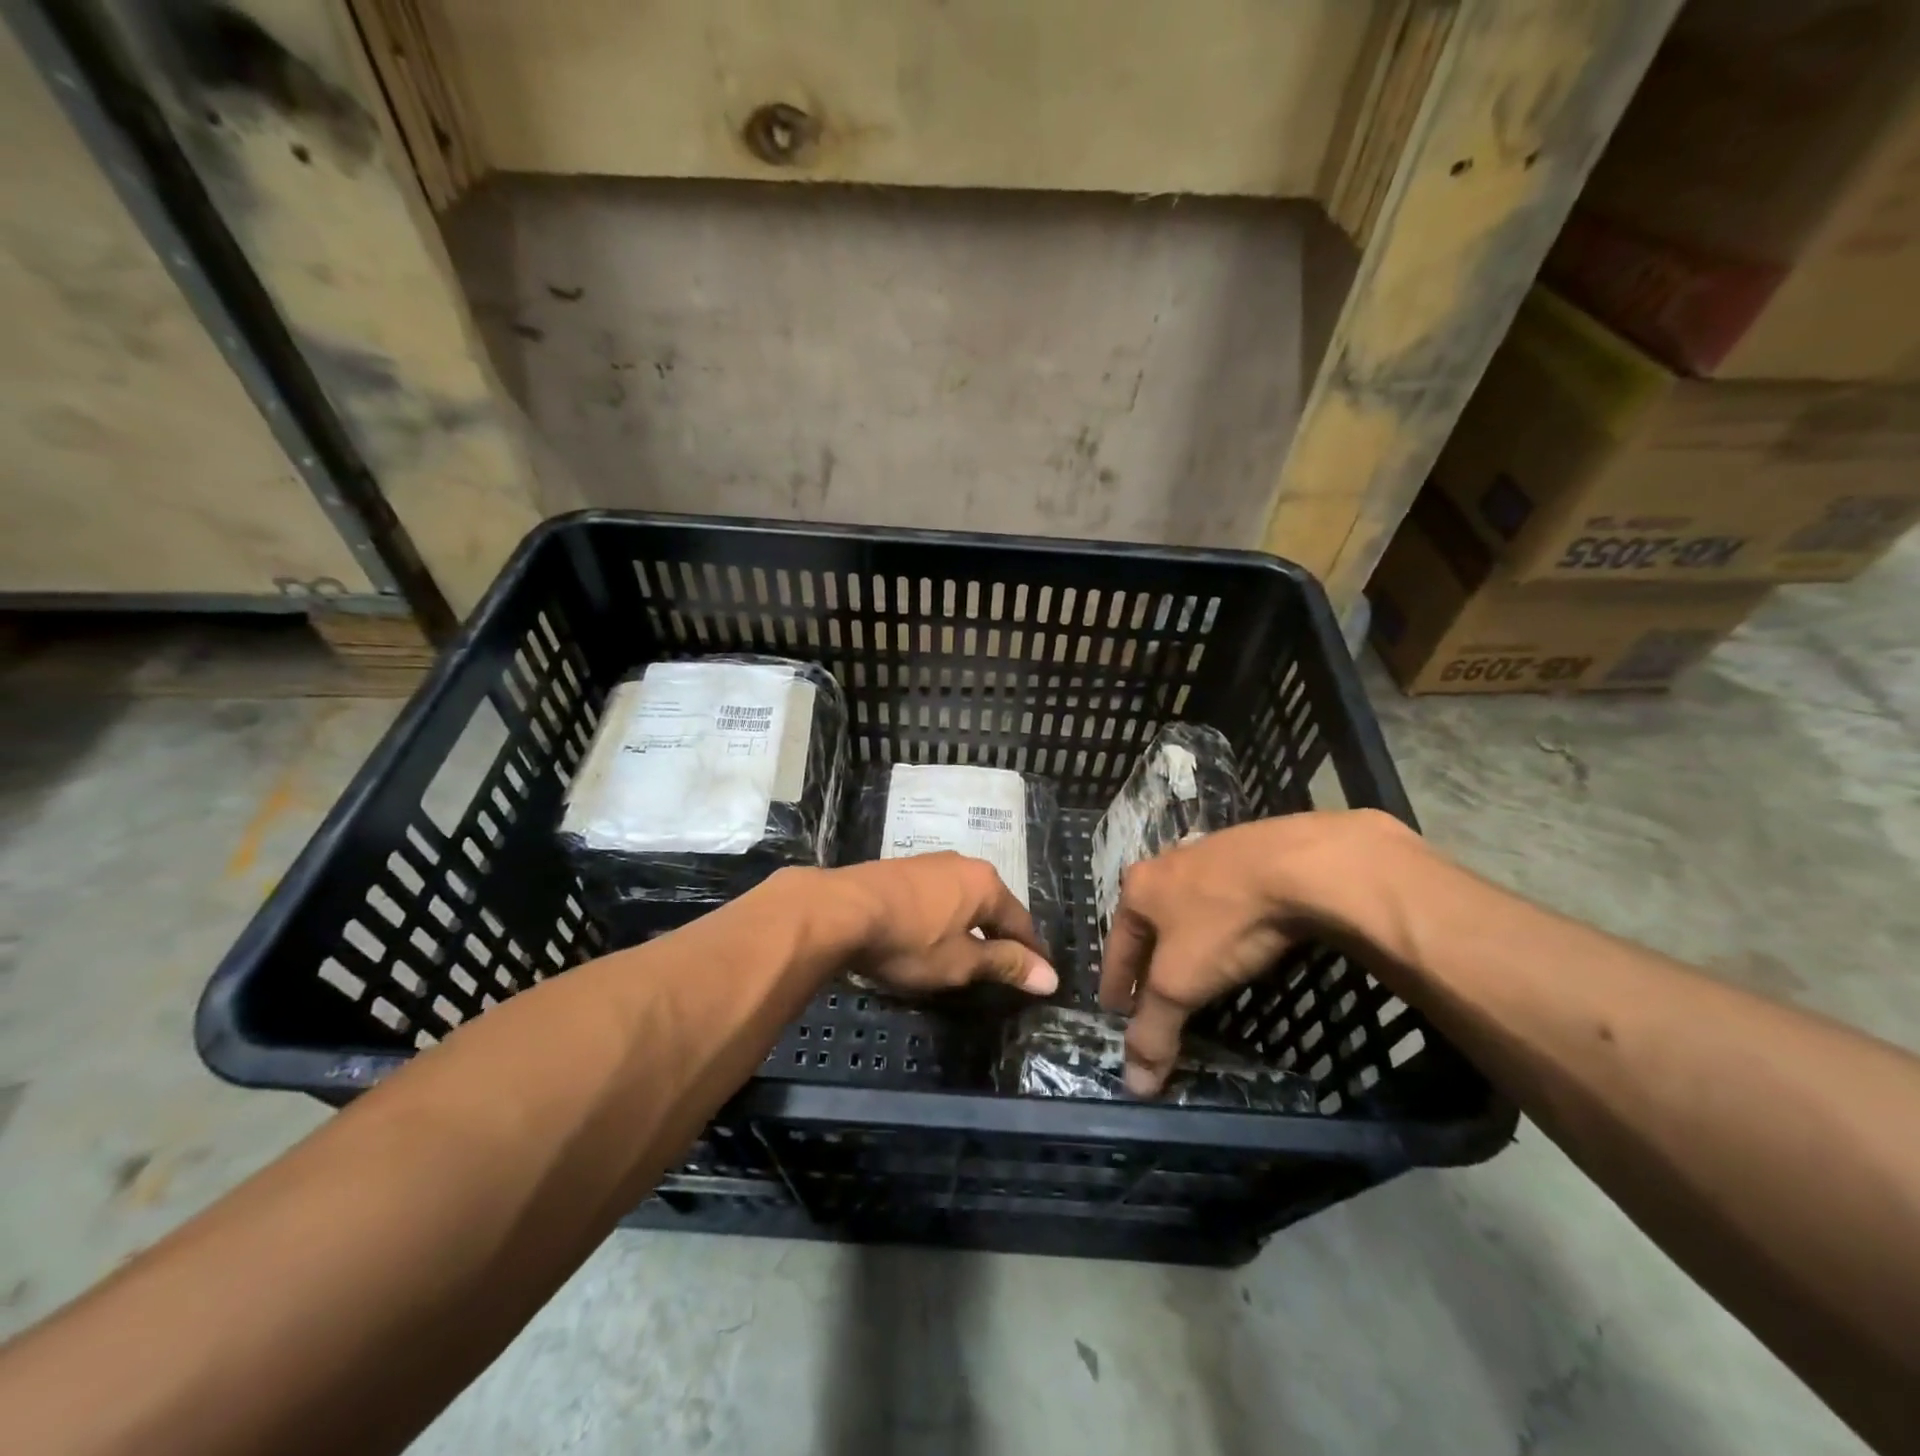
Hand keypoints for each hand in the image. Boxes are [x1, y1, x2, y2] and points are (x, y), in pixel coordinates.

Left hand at [826, 853, 1058, 996]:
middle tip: (1007, 967)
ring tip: (971, 952)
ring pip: (964, 898)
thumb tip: (1051, 976)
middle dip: (1002, 935)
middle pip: (993, 906)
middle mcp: (963, 865)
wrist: (840, 911)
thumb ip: (1005, 965)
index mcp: (985, 884)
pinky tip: (934, 933)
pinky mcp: (902, 870)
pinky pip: (938, 896)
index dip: (1031, 953)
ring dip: (971, 925)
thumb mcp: (961, 962)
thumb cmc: (909, 940)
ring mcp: (930, 863)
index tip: (1042, 977)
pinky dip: (945, 917)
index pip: (1020, 922)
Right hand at [1097, 809, 1414, 1094]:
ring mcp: (1210, 854)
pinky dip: (1222, 923)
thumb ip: (1154, 1030)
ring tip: (1194, 968)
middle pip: (1149, 925)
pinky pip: (1225, 898)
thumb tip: (1134, 1085)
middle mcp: (1166, 865)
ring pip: (1187, 908)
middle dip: (1148, 960)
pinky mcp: (1252, 853)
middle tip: (1153, 995)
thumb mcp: (1181, 983)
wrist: (1302, 865)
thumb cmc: (1224, 922)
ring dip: (1185, 939)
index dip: (1115, 984)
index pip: (1115, 947)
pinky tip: (1237, 935)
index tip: (1115, 1011)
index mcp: (1137, 889)